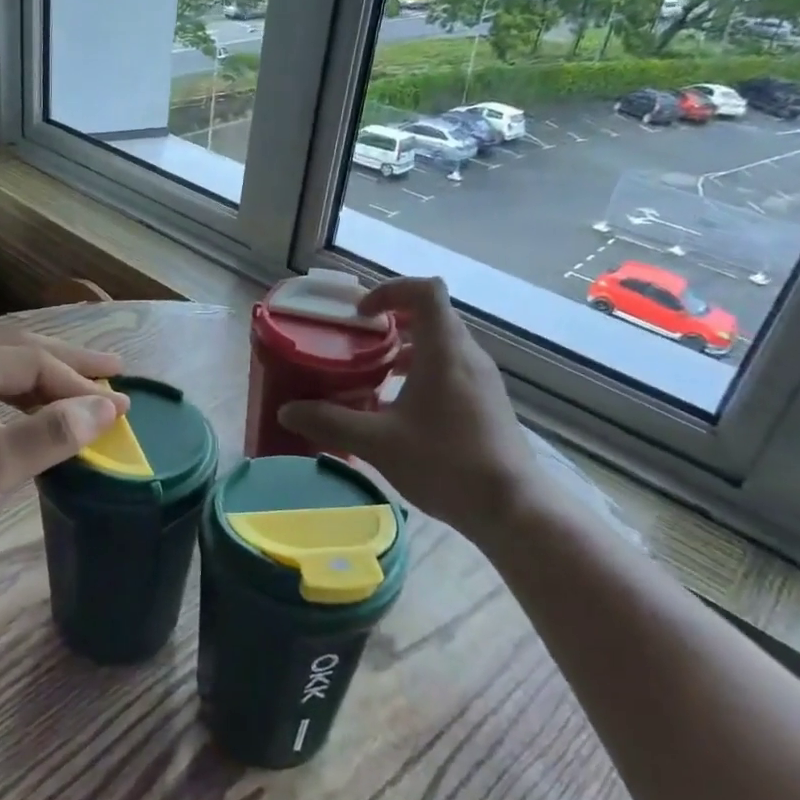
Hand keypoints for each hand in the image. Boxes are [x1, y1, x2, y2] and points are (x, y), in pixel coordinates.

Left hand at [0, 332, 127, 589]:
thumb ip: (55, 432)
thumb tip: (109, 408)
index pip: (31, 362)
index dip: (80, 383)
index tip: (122, 404)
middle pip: (14, 354)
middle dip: (66, 365)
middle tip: (114, 370)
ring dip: (40, 383)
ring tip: (82, 391)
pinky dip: (12, 402)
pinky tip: (32, 414)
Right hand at [278, 277, 554, 534]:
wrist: (512, 508)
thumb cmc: (446, 463)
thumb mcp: (378, 443)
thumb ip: (330, 421)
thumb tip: (287, 411)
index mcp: (445, 350)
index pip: (425, 290)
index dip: (390, 290)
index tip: (361, 314)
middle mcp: (467, 356)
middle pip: (431, 317)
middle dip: (391, 323)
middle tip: (357, 343)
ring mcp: (482, 380)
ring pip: (441, 346)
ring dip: (406, 351)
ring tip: (371, 376)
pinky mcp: (487, 404)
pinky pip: (450, 370)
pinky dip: (422, 374)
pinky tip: (398, 411)